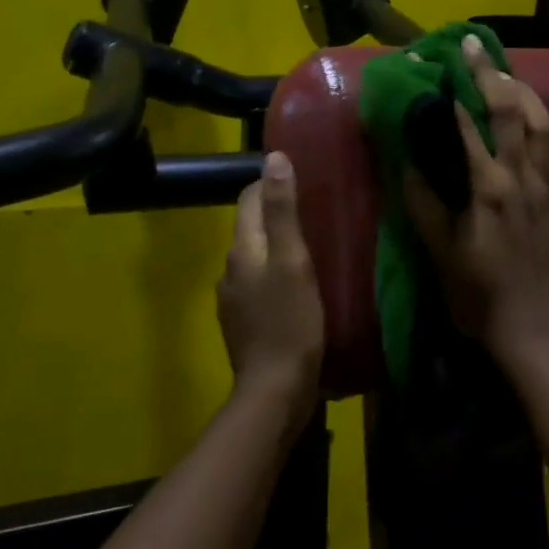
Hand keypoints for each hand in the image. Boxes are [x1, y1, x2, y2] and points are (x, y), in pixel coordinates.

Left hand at [216, 152, 323, 427]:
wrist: (275, 390)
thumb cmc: (290, 322)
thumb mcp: (294, 261)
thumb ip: (283, 211)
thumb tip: (274, 158)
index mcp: (242, 249)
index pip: (248, 199)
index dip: (271, 183)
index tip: (304, 180)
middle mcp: (231, 269)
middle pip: (252, 227)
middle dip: (278, 214)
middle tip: (318, 211)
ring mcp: (234, 299)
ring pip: (257, 256)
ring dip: (279, 247)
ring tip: (315, 246)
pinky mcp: (245, 322)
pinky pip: (261, 284)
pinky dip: (278, 275)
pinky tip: (302, 285)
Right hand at [404, 36, 548, 362]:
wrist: (534, 329)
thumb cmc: (478, 294)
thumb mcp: (439, 250)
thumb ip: (423, 201)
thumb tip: (409, 159)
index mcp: (489, 187)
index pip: (468, 124)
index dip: (452, 89)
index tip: (438, 61)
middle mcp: (525, 176)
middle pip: (511, 110)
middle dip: (490, 72)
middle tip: (473, 45)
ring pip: (544, 124)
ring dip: (524, 92)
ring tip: (506, 74)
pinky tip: (543, 126)